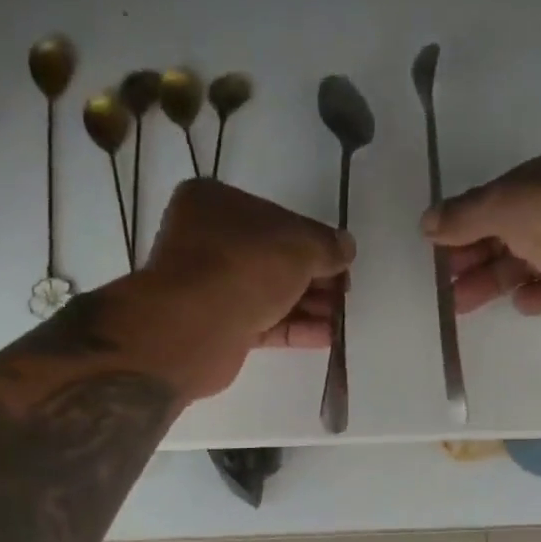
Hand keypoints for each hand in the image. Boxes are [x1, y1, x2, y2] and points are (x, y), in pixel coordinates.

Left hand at [132, 179, 352, 398]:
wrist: (194, 328)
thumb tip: (346, 247)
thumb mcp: (299, 245)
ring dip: (308, 306)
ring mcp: (210, 286)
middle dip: (314, 278)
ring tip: (341, 320)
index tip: (341, 261)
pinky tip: (327, 337)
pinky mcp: (217, 326)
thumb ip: (327, 245)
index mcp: (215, 204)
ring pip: (269, 293)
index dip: (314, 240)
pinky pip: (263, 323)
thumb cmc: (244, 267)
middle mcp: (207, 241)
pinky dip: (294, 328)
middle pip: (274, 258)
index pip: (276, 218)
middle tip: (344, 294)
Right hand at [422, 140, 540, 339]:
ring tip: (462, 304)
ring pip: (531, 260)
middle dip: (475, 255)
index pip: (502, 194)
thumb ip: (468, 213)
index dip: (467, 220)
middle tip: (444, 283)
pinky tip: (520, 304)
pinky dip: (537, 294)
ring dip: (495, 280)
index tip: (437, 248)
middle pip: (513, 229)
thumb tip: (427, 222)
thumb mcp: (512, 204)